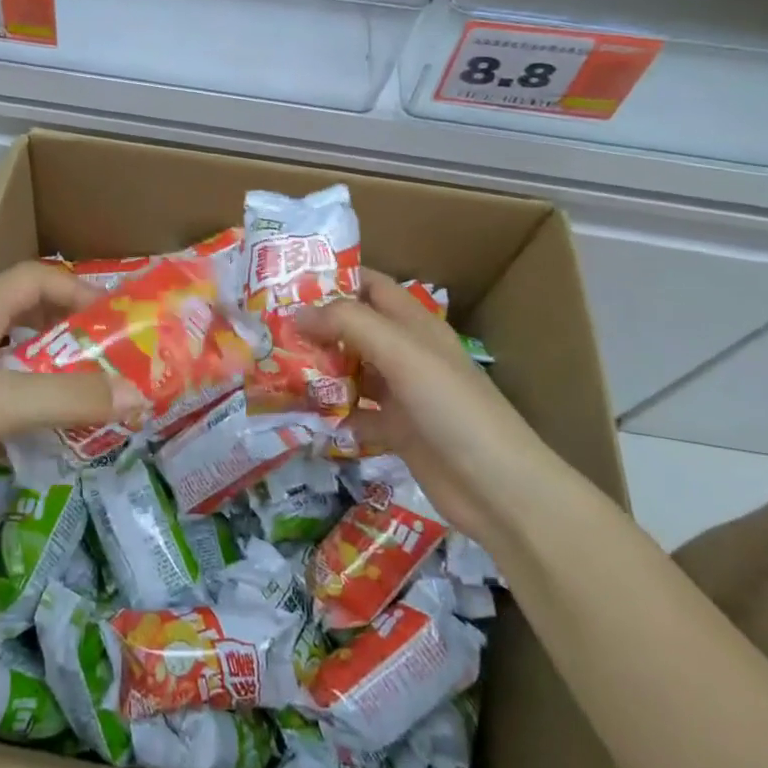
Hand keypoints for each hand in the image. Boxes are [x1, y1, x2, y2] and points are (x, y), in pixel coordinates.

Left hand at [0, 262, 131, 494]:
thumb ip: (66, 398)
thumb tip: (141, 396)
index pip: (31, 278)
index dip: (73, 288)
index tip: (113, 319)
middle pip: (28, 323)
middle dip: (73, 339)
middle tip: (116, 366)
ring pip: (18, 370)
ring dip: (56, 381)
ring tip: (98, 406)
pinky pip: (4, 410)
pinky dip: (33, 417)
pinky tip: (53, 441)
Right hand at [298, 269, 558, 540]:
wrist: (499, 489)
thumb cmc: (452, 407)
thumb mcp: (401, 353)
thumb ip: (348, 324)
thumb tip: (297, 313)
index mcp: (414, 324)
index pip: (370, 285)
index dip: (334, 277)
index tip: (287, 281)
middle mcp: (406, 353)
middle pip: (354, 328)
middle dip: (315, 326)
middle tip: (268, 328)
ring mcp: (402, 393)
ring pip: (350, 370)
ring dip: (318, 369)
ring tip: (273, 367)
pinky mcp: (396, 431)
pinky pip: (354, 413)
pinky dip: (330, 412)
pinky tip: (300, 415)